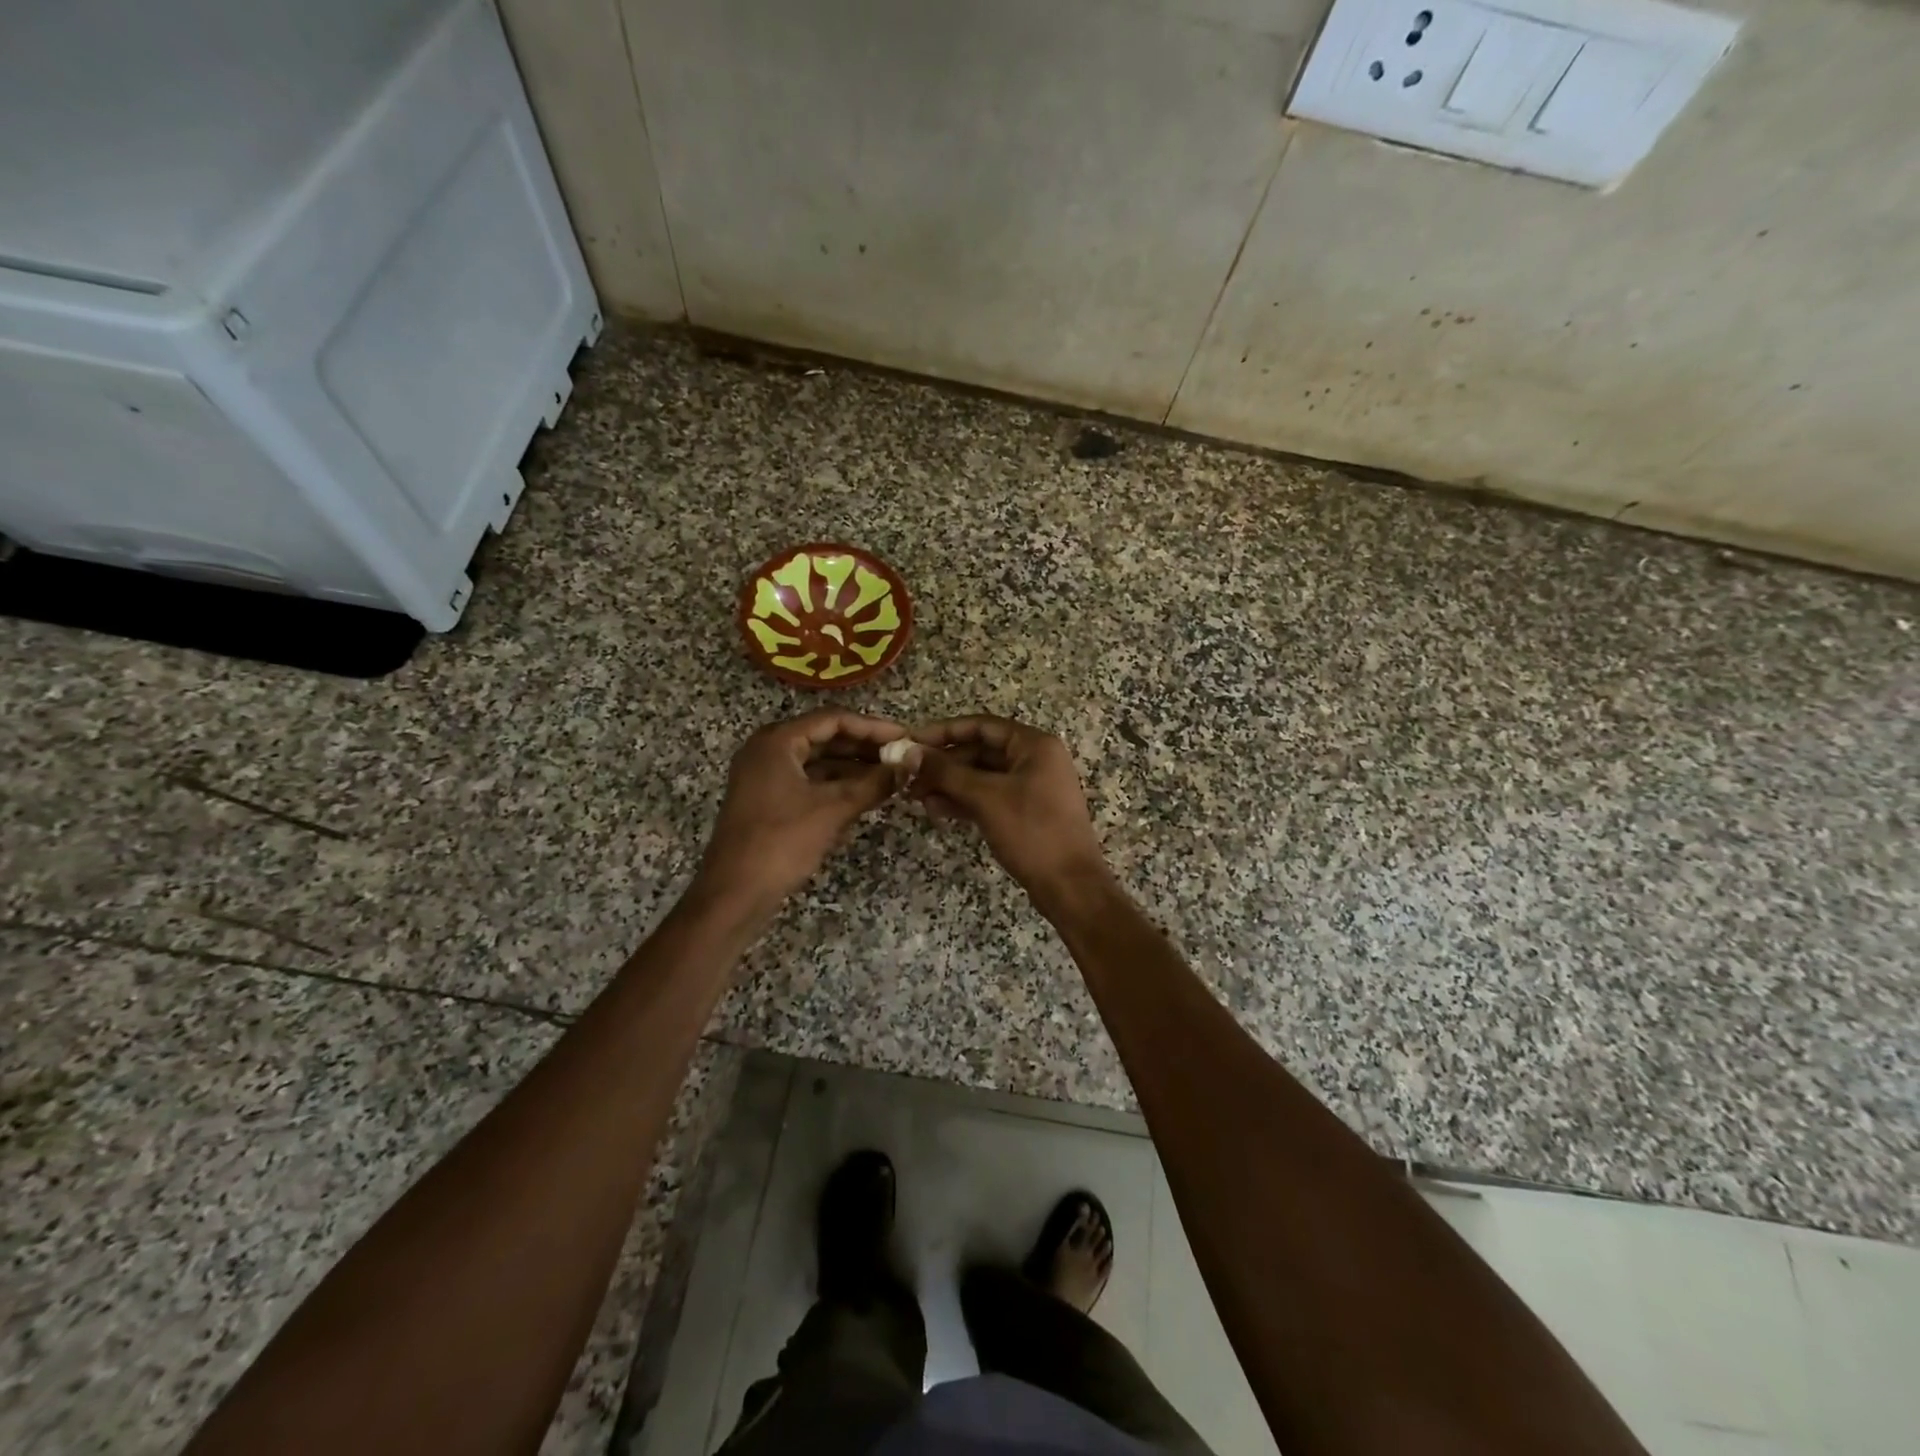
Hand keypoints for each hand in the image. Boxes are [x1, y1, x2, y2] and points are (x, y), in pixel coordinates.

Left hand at [697, 711, 908, 911]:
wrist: (734, 893)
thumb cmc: (782, 842)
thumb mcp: (833, 809)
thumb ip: (874, 783)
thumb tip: (909, 765)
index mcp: (778, 741)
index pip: (833, 719)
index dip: (873, 727)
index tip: (905, 737)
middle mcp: (768, 750)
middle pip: (825, 737)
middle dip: (865, 747)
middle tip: (901, 756)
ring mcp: (766, 776)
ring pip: (818, 761)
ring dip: (854, 768)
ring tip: (891, 776)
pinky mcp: (769, 800)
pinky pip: (809, 782)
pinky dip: (837, 786)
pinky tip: (866, 796)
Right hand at [902, 715, 1111, 911]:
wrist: (1070, 886)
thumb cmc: (1032, 832)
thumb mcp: (986, 797)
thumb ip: (946, 772)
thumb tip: (909, 752)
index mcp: (1034, 745)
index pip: (982, 726)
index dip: (944, 732)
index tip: (911, 742)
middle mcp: (1035, 760)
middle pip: (980, 751)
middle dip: (944, 764)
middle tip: (909, 777)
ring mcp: (1031, 787)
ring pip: (982, 776)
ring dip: (950, 784)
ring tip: (916, 797)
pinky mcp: (1025, 812)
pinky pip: (989, 796)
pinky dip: (964, 801)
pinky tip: (937, 810)